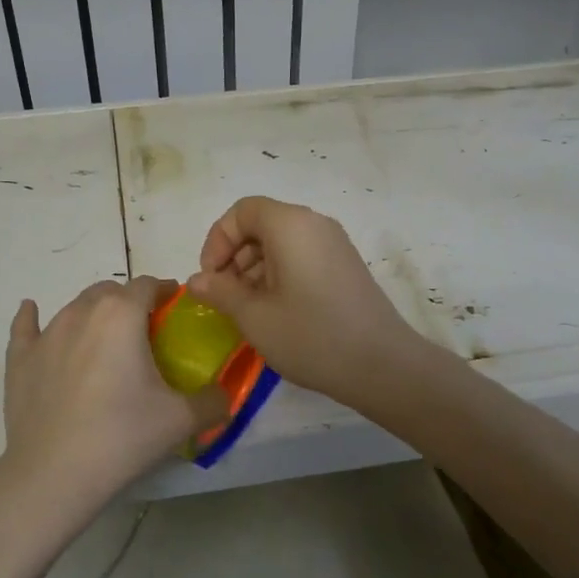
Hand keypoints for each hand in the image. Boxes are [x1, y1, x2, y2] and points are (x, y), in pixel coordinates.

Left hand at [0, 276, 228, 523]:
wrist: (54, 475)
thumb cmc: (122, 437)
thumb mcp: (181, 420)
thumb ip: (213, 401)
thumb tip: (224, 395)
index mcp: (122, 315)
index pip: (148, 285)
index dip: (165, 290)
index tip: (175, 306)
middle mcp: (82, 313)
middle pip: (110, 291)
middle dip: (129, 301)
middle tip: (145, 331)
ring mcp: (46, 335)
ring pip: (74, 308)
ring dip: (93, 314)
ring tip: (105, 339)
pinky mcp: (19, 359)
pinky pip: (26, 327)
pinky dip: (32, 318)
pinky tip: (31, 312)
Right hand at [187, 196, 426, 409]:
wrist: (382, 365)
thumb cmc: (311, 336)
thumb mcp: (254, 316)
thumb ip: (220, 292)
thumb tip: (196, 281)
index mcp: (291, 225)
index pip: (242, 211)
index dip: (218, 240)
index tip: (211, 278)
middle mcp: (315, 224)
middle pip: (262, 224)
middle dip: (235, 256)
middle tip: (225, 297)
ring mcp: (334, 244)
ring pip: (281, 242)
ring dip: (255, 268)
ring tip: (248, 309)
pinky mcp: (345, 266)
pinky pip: (302, 256)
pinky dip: (279, 275)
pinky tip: (275, 312)